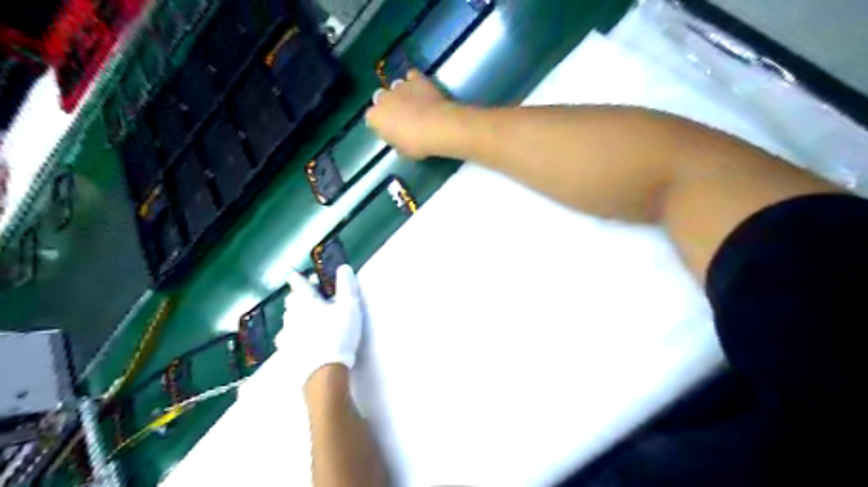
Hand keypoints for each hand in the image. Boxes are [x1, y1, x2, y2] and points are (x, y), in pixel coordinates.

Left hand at [274, 265, 363, 387]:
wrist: (323, 369)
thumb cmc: (338, 334)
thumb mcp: (349, 307)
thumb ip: (347, 286)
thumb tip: (343, 266)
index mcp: (308, 303)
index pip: (300, 286)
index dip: (298, 279)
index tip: (293, 274)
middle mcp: (294, 316)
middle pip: (291, 303)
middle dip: (296, 296)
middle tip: (302, 295)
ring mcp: (288, 335)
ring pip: (287, 320)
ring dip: (292, 315)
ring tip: (298, 315)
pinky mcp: (288, 351)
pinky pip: (285, 339)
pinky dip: (289, 334)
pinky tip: (292, 339)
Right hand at [364, 69, 455, 159]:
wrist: (437, 127)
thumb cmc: (417, 144)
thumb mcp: (403, 151)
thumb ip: (396, 142)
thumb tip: (399, 140)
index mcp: (375, 117)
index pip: (372, 119)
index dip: (382, 125)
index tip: (391, 131)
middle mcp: (383, 98)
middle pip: (381, 100)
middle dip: (389, 106)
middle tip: (402, 117)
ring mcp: (399, 86)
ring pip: (395, 87)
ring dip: (401, 94)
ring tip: (413, 103)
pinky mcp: (416, 79)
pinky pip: (412, 76)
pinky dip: (415, 81)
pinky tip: (421, 89)